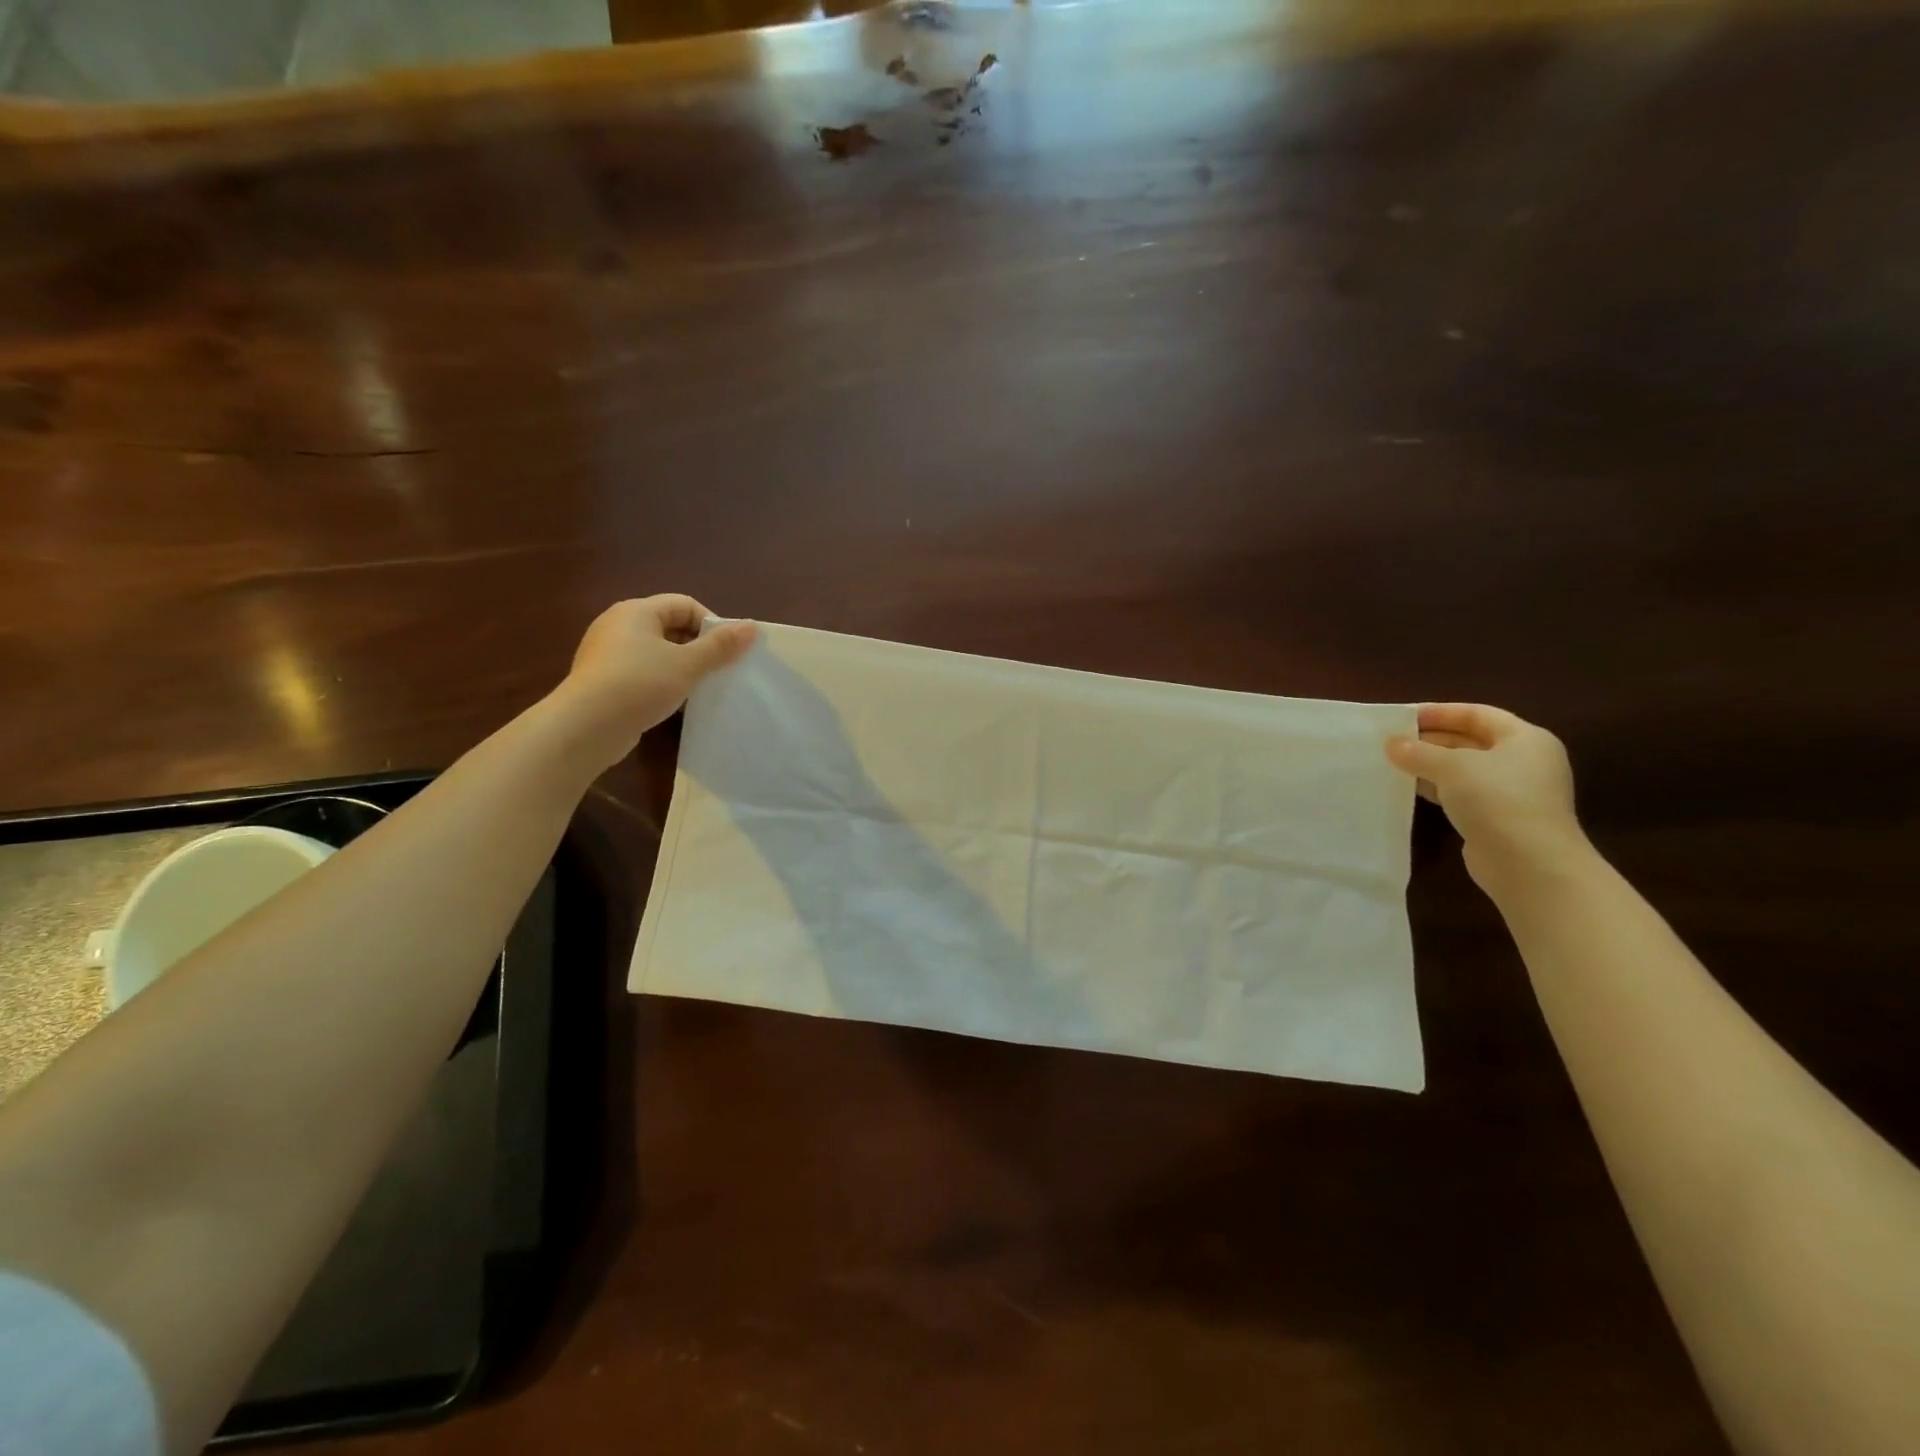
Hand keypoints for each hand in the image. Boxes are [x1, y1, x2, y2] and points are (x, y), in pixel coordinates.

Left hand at [556, 596, 756, 770]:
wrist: (586, 727)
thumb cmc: (640, 684)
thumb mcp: (688, 664)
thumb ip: (721, 646)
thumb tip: (752, 626)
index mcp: (637, 611)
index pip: (685, 604)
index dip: (711, 624)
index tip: (728, 651)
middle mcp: (618, 625)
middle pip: (670, 626)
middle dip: (698, 646)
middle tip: (718, 671)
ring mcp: (606, 653)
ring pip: (656, 651)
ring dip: (681, 666)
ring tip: (698, 688)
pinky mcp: (602, 680)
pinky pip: (641, 672)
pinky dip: (661, 682)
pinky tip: (672, 703)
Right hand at [1385, 703, 1586, 893]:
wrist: (1529, 864)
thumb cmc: (1497, 800)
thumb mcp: (1452, 767)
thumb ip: (1418, 752)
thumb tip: (1391, 744)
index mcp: (1526, 739)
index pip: (1478, 714)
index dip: (1441, 712)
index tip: (1404, 717)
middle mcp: (1524, 762)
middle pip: (1472, 741)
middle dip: (1432, 740)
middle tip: (1393, 741)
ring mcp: (1514, 792)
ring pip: (1465, 770)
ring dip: (1431, 766)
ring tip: (1395, 764)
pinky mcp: (1499, 818)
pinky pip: (1463, 794)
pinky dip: (1438, 789)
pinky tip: (1411, 790)